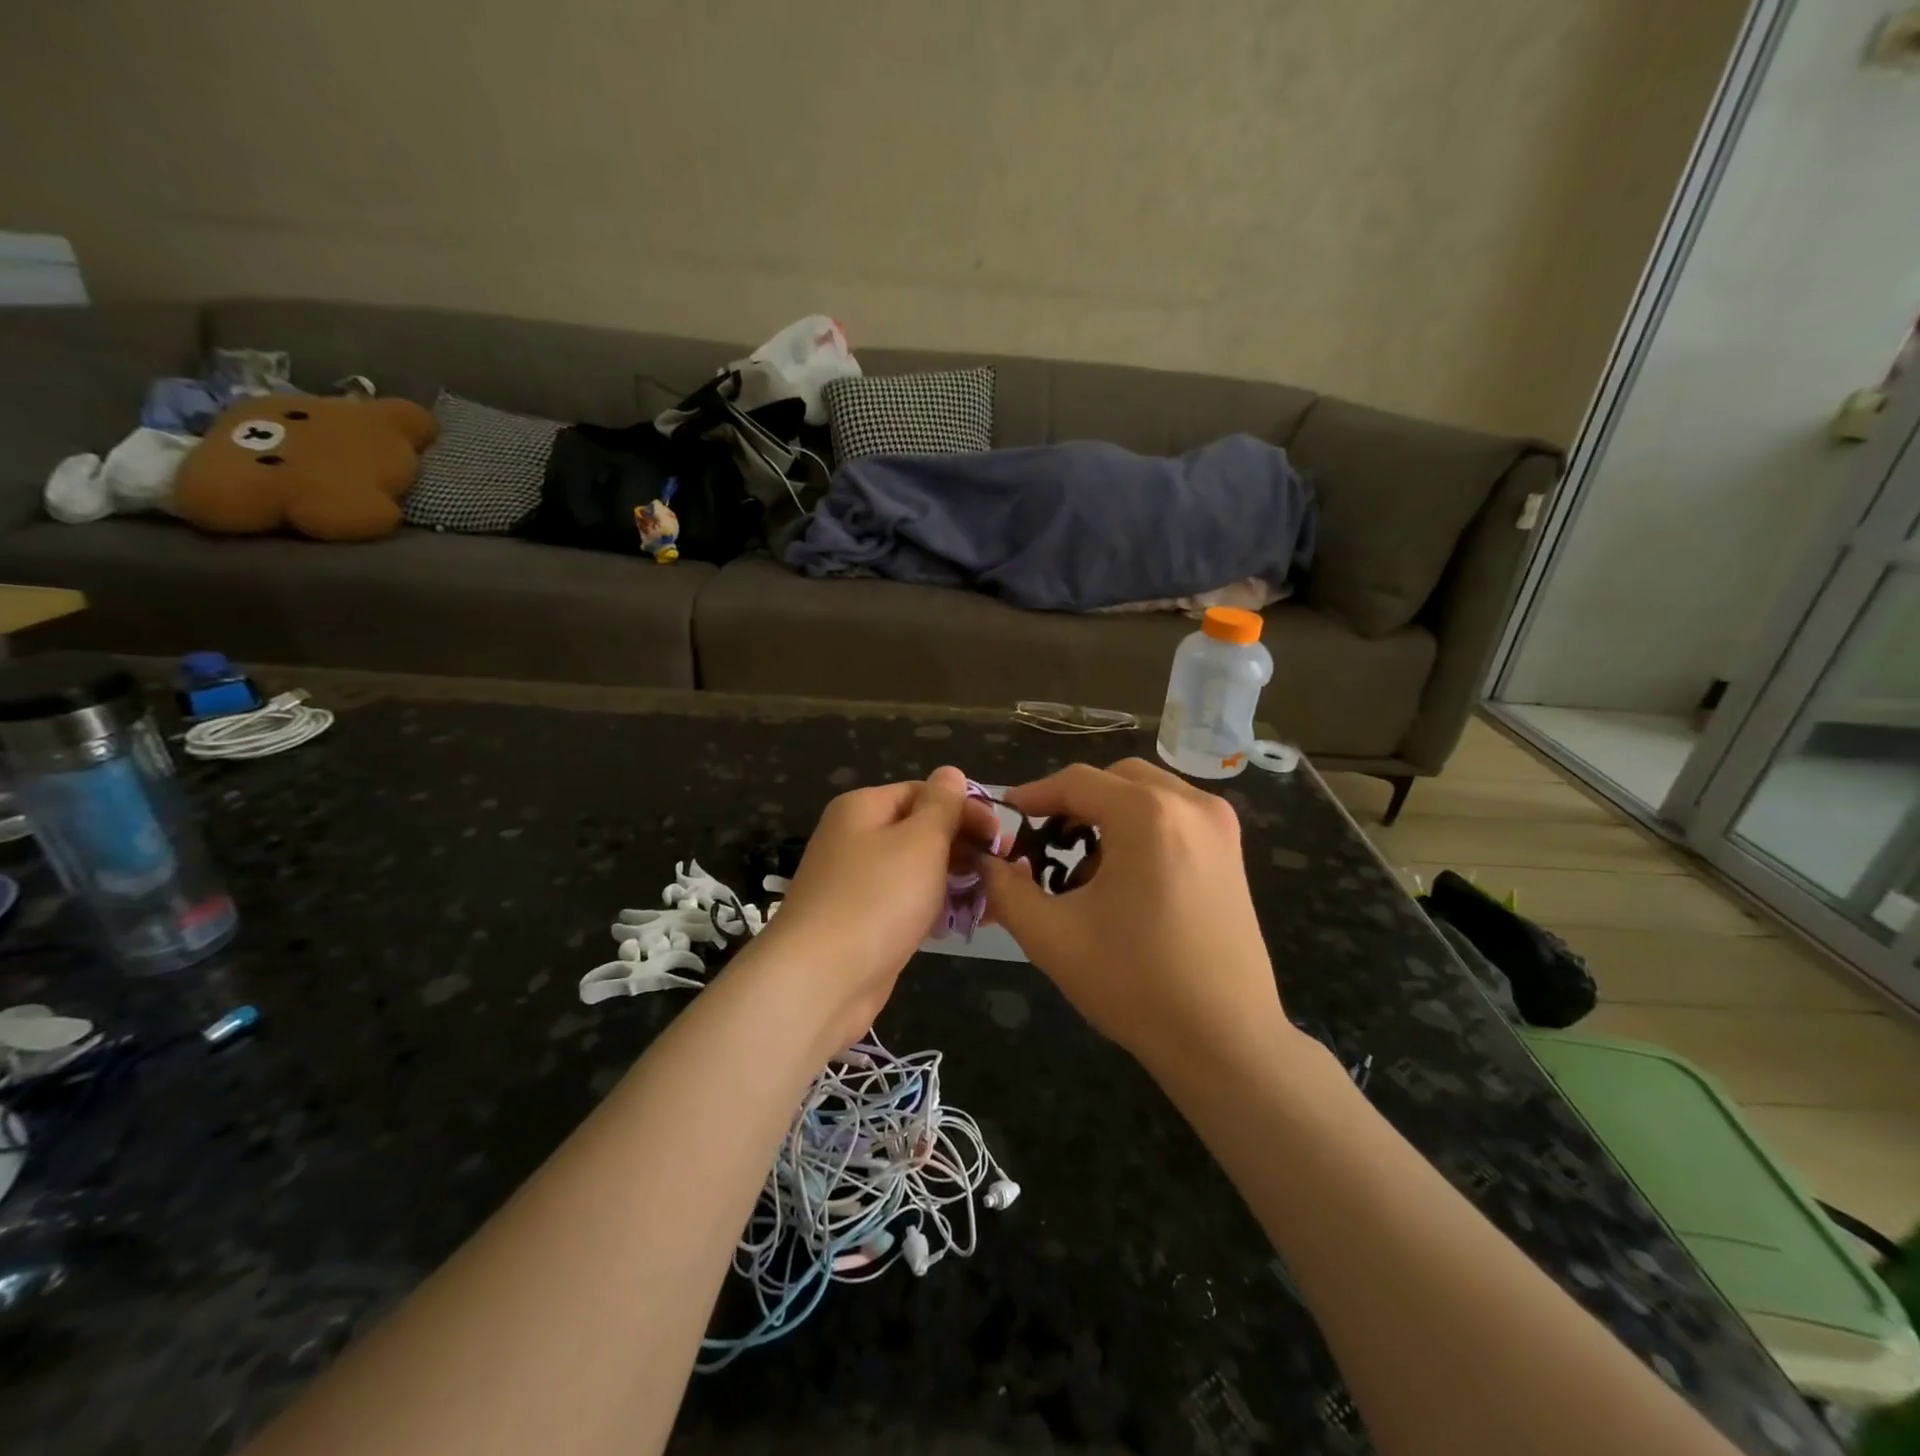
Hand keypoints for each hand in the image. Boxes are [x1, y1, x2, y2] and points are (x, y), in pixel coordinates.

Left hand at [750, 766, 998, 1050]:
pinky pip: (907, 903)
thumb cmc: (877, 897)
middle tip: (1003, 867)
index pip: (923, 792)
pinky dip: (935, 907)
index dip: (965, 808)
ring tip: (994, 896)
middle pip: (920, 830)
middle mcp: (856, 839)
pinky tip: (965, 921)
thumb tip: (951, 772)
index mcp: (863, 808)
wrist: (821, 980)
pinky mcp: (864, 922)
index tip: (1001, 836)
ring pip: (917, 870)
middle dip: (964, 845)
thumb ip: (942, 805)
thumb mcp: (921, 840)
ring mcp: (857, 883)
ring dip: (955, 878)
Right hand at [980, 758, 1292, 1076]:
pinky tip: (1126, 878)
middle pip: (1115, 779)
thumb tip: (987, 862)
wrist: (1224, 1042)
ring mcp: (1220, 827)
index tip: (1005, 817)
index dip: (1033, 796)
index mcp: (1149, 814)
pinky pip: (1174, 816)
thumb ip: (1006, 889)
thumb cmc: (1134, 983)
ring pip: (1147, 794)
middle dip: (1074, 803)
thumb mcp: (1051, 936)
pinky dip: (1141, 829)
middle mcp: (1191, 805)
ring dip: (1109, 815)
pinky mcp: (1232, 852)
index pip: (1076, 782)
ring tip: (1084, 868)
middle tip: (1044, 843)